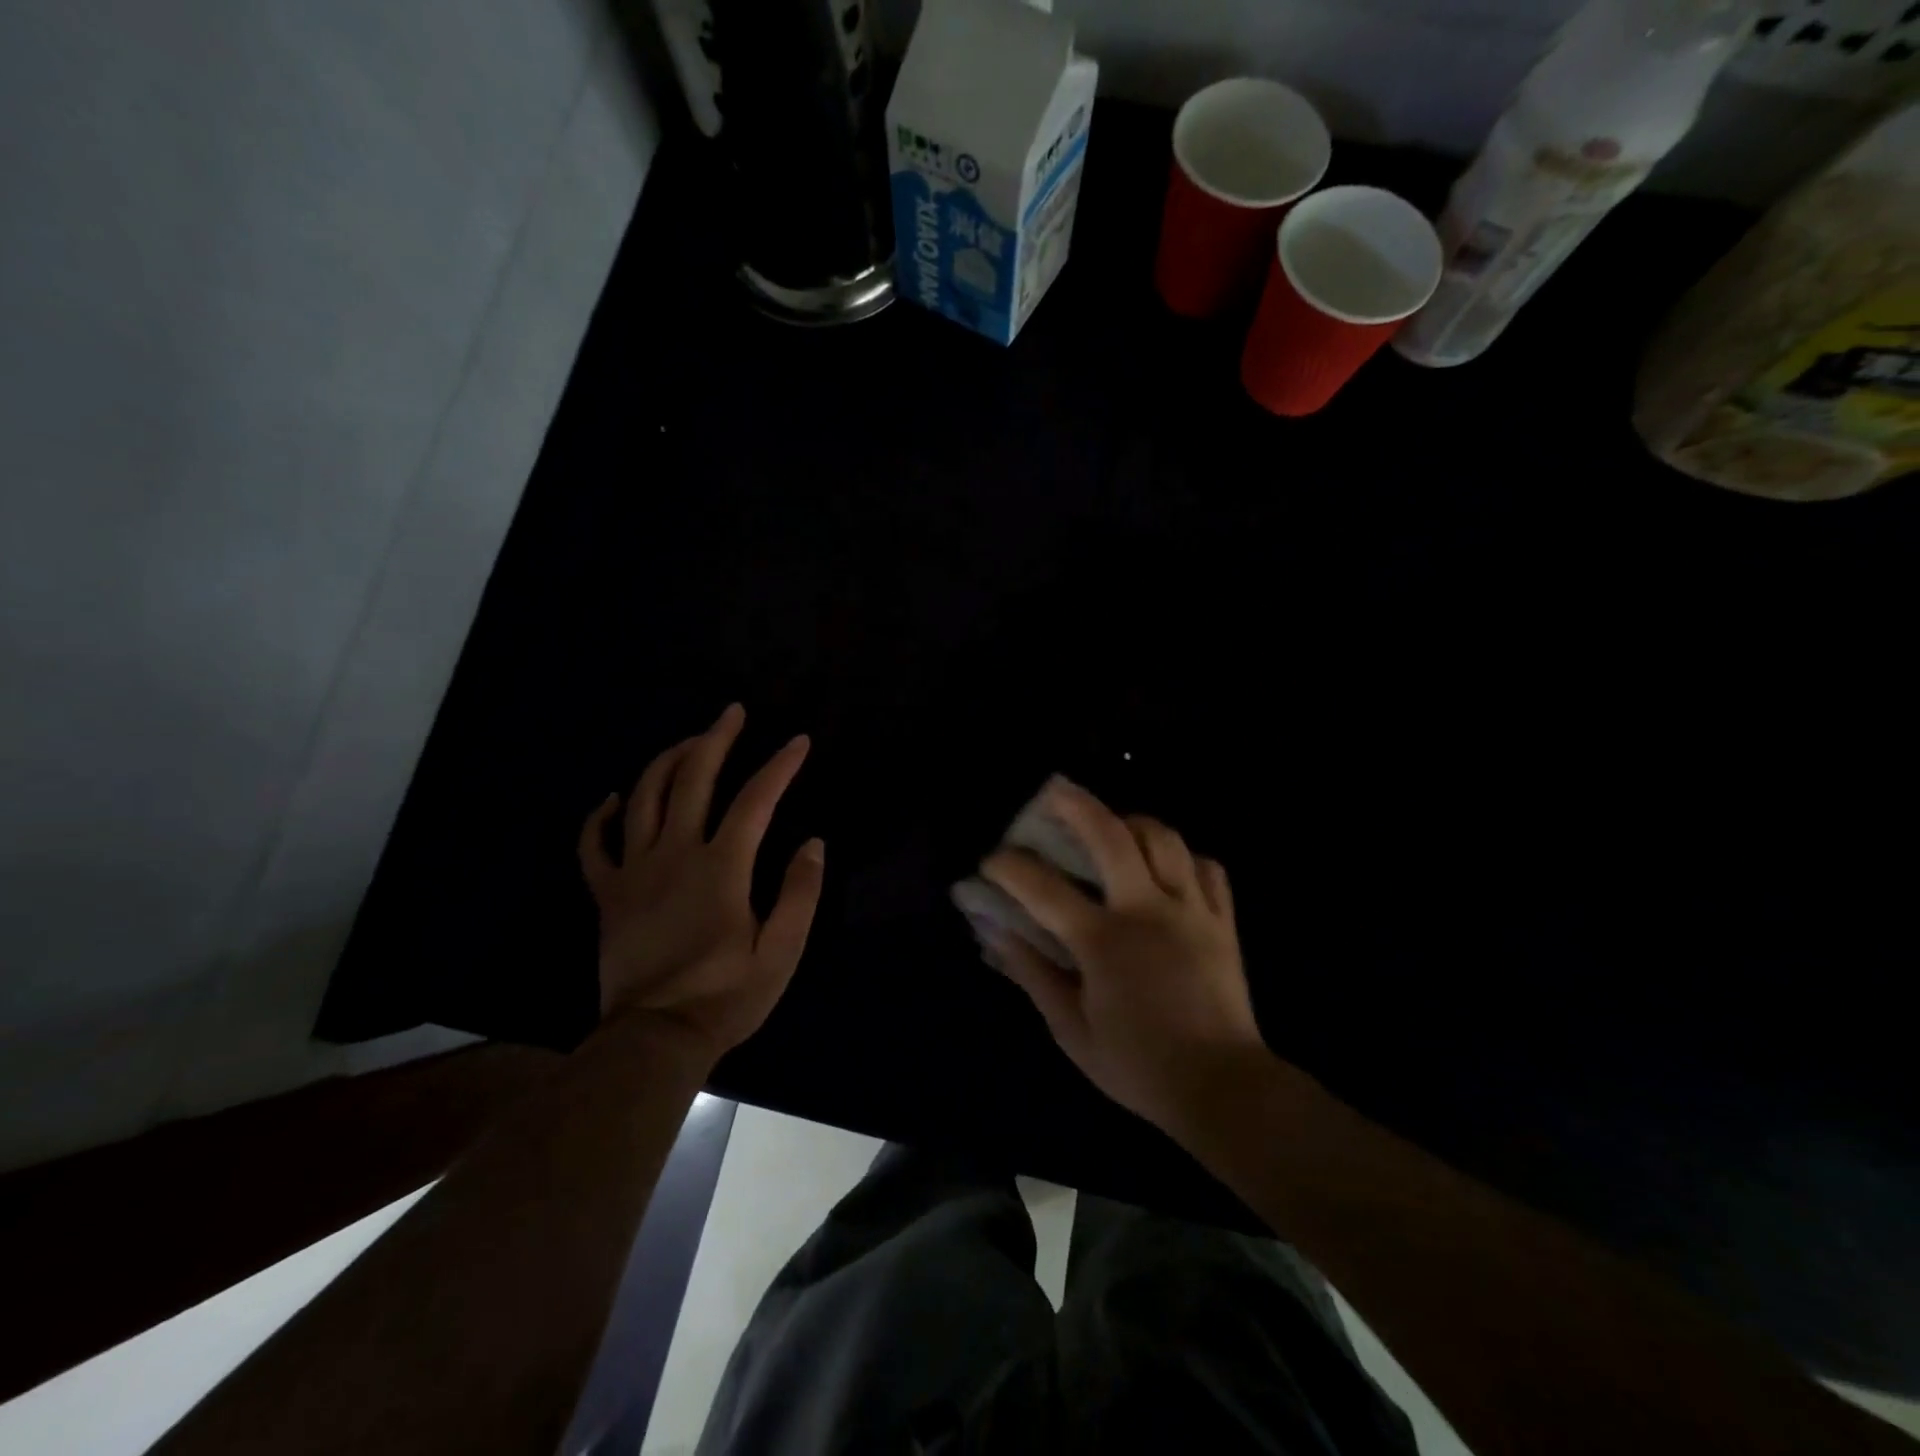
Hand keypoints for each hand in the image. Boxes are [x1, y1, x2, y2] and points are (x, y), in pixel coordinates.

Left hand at [579, 703, 823, 1062]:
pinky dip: (601, 816)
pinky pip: (594, 845)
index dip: (780, 765)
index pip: (756, 799)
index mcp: (721, 866)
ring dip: (666, 761)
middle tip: (732, 712)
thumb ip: (800, 893)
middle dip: (715, 739)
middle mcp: (675, 854)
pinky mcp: (607, 894)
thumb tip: (813, 843)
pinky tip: (614, 797)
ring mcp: (634, 871)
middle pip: (692, 779)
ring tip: (688, 742)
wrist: (654, 1039)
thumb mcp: (782, 951)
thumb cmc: (726, 995)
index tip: (799, 741)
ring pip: (643, 797)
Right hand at [978, 778, 1266, 1133]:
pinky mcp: (1223, 922)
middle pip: (1112, 836)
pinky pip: (1209, 869)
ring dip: (1134, 823)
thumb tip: (998, 934)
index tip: (991, 860)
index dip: (1010, 867)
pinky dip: (1185, 858)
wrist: (1224, 1089)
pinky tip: (1168, 868)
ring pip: (1165, 840)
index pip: (1043, 889)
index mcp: (1104, 942)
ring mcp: (1191, 911)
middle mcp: (1147, 911)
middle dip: (1077, 805)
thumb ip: (1033, 975)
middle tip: (1054, 793)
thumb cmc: (1139, 1066)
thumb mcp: (1071, 1031)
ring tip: (1114, 828)